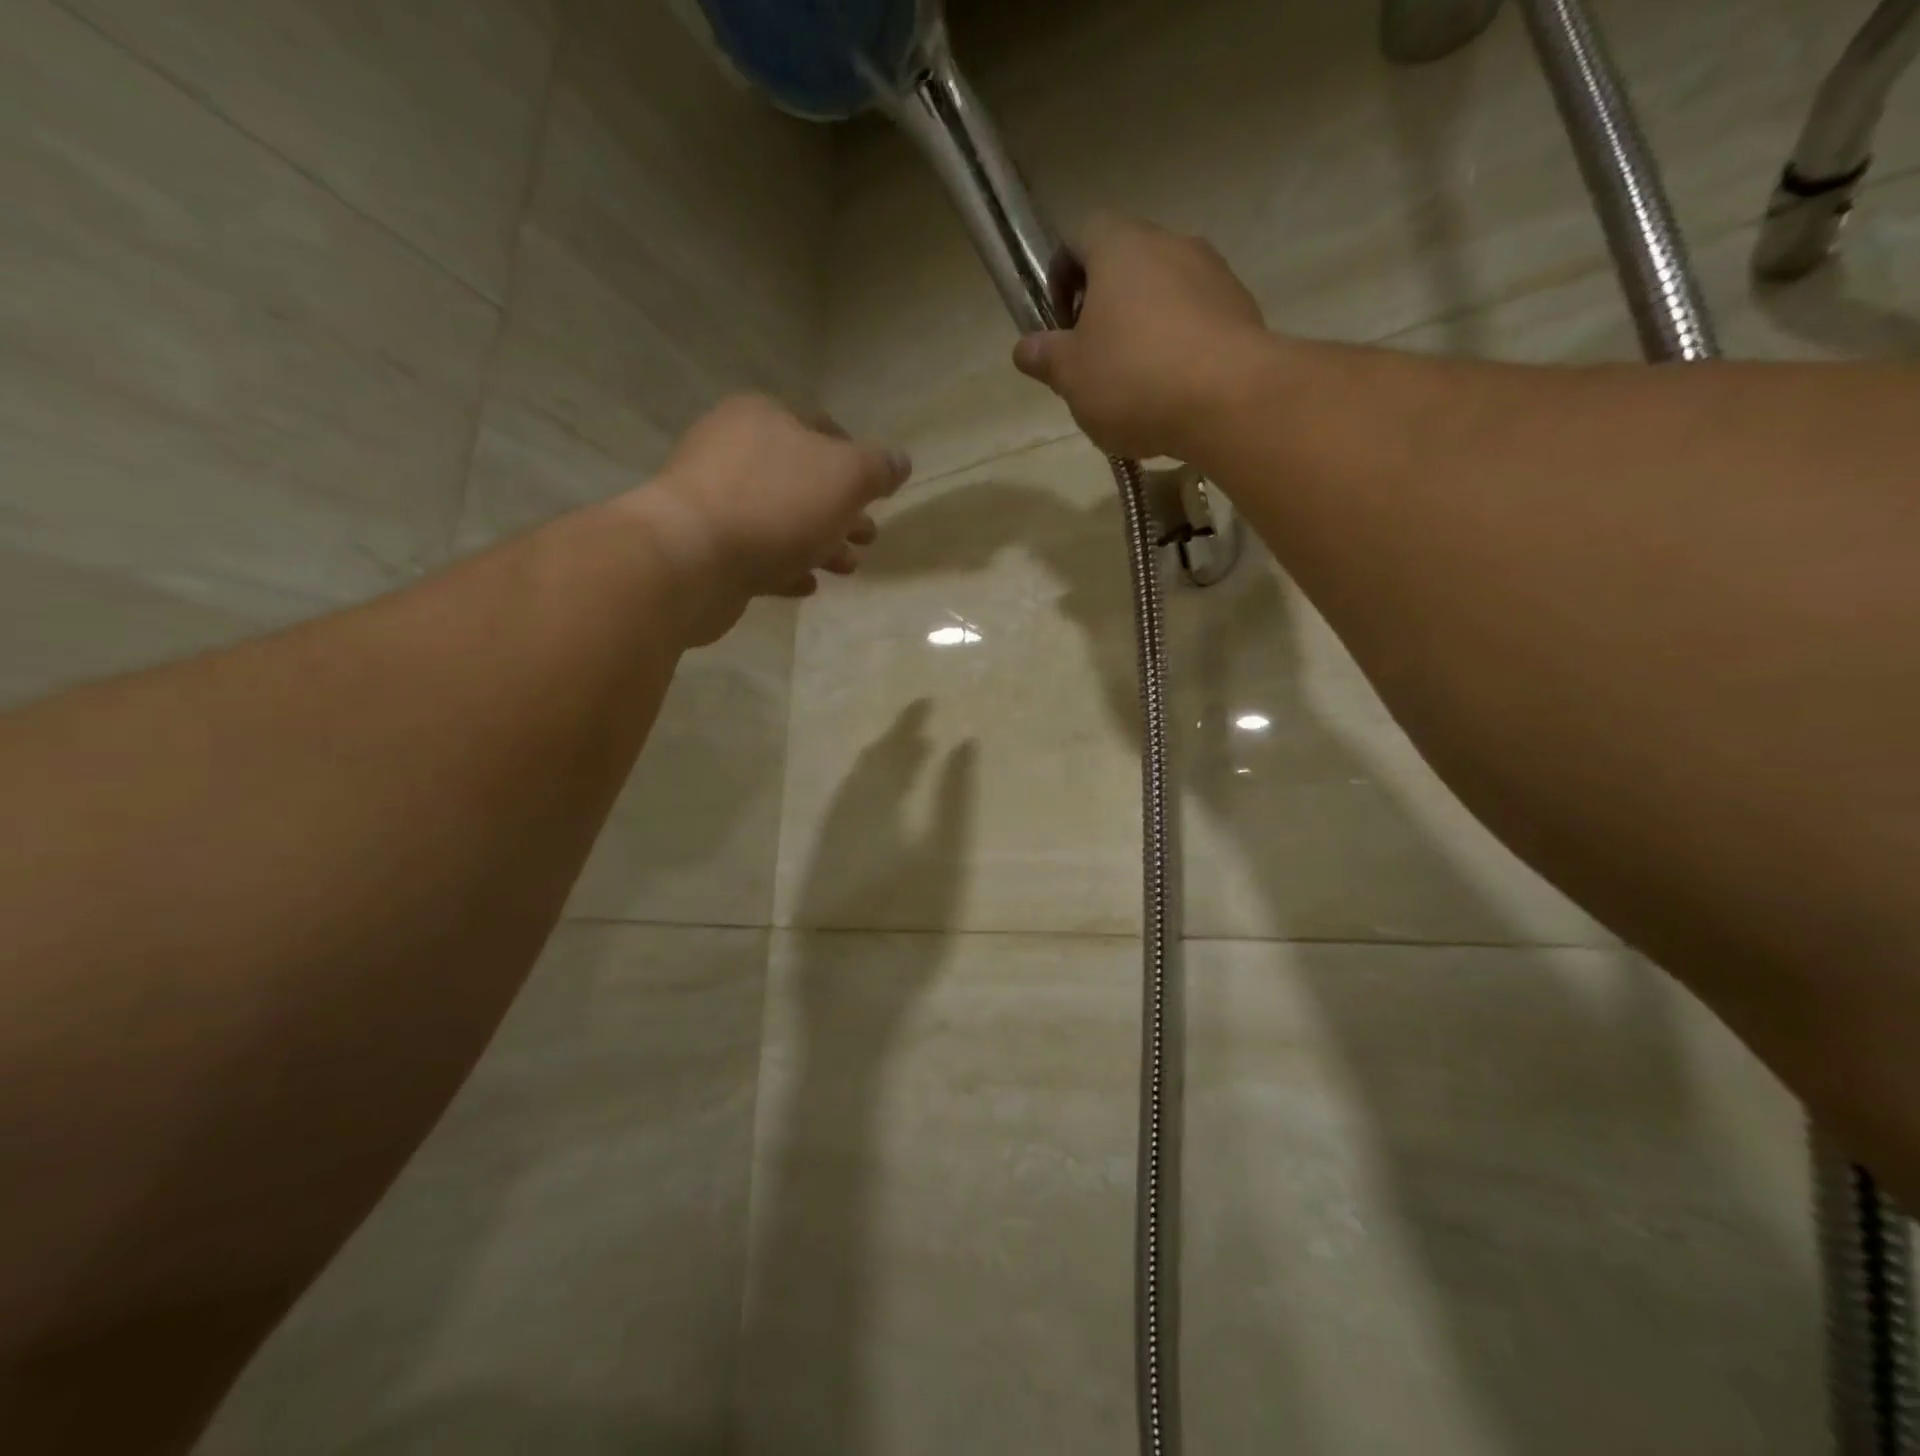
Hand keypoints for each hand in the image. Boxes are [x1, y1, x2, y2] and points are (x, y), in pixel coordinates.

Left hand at [625, 395, 910, 644]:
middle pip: (801, 478)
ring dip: (819, 542)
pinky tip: (807, 585)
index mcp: (763, 417)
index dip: (855, 458)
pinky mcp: (705, 546)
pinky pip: (756, 552)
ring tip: (848, 568)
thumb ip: (878, 467)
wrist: (690, 559)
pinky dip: (785, 566)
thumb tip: (900, 462)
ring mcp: (714, 500)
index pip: (820, 427)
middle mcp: (732, 450)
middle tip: (869, 537)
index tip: (877, 492)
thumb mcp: (845, 476)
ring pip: (781, 518)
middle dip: (841, 510)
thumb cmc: (774, 504)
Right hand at [1012, 213, 1268, 460]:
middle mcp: (1171, 244)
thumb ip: (1045, 357)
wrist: (1229, 400)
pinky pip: (1198, 321)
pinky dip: (1180, 348)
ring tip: (1135, 385)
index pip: (1082, 233)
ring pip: (1165, 293)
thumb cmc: (1133, 378)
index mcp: (1121, 247)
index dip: (1063, 272)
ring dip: (1145, 328)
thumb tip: (1024, 348)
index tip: (1059, 319)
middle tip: (1093, 359)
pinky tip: (1172, 393)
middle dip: (1105, 306)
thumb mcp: (1071, 375)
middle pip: (1127, 263)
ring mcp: (1214, 275)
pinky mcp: (1242, 311)